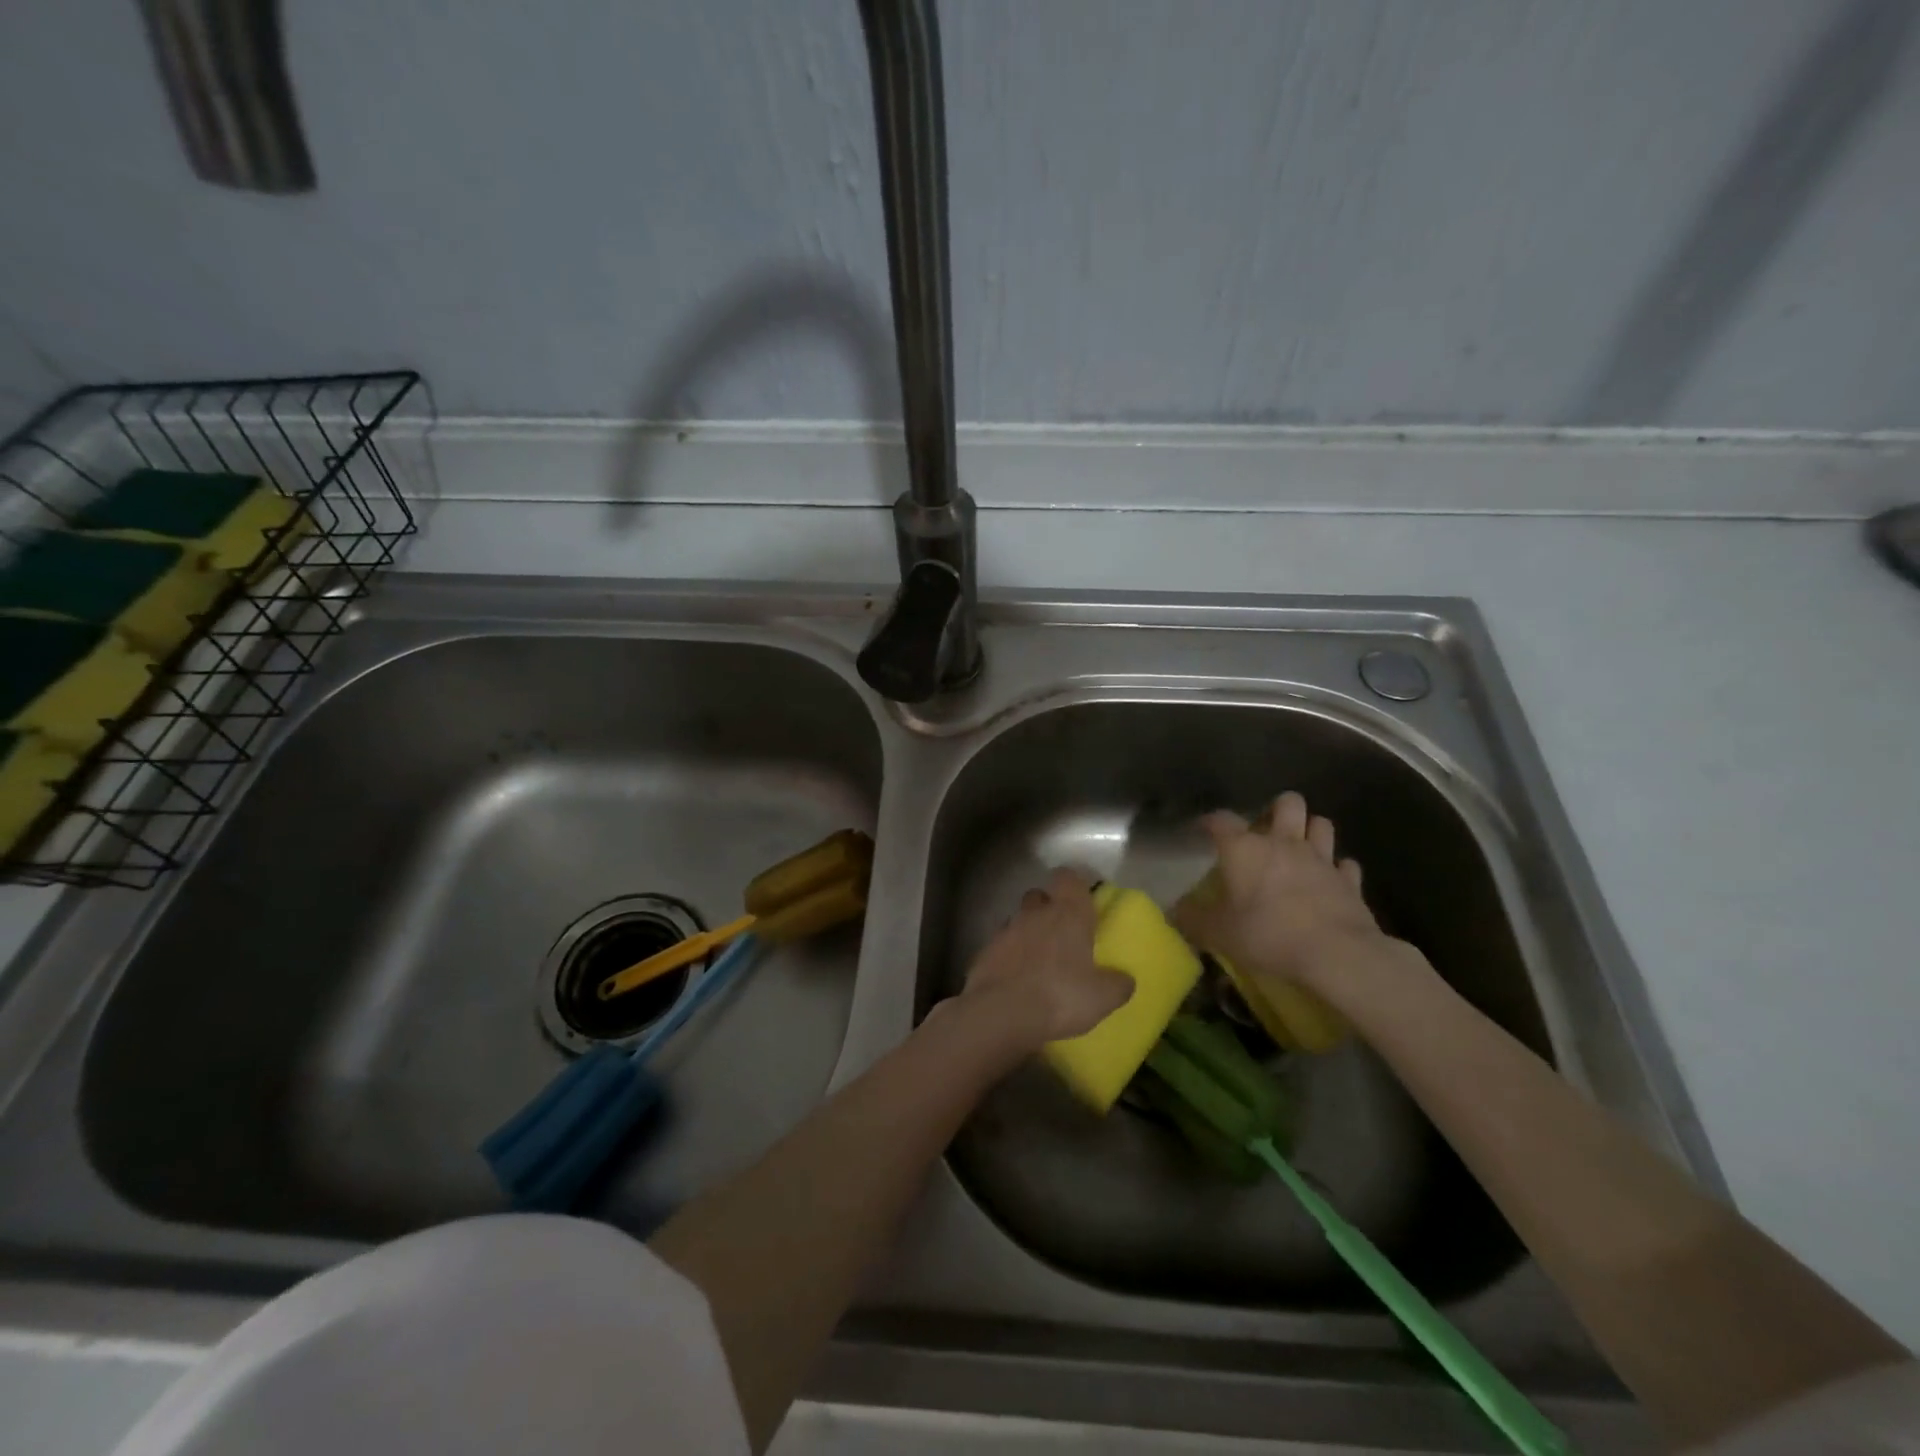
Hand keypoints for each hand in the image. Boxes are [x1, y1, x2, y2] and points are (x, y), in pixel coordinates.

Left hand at [960, 867, 1133, 1051]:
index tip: (1083, 902)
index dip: (1075, 885)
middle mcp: (1035, 913)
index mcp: (1068, 913)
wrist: (1000, 1013)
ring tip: (1039, 964)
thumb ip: (1118, 984)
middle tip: (1062, 936)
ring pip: (1019, 921)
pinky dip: (1009, 957)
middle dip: (1049, 909)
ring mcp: (1006, 930)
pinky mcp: (984, 951)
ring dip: (1028, 934)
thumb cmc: (1060, 995)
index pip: (1068, 877)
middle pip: (1040, 896)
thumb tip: (1125, 979)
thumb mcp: (1103, 997)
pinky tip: (1017, 981)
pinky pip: (1001, 947)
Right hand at [1171, 792, 1396, 997]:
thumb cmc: (1268, 934)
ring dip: (1310, 831)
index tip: (1203, 829)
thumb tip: (1173, 911)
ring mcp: (1322, 860)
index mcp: (1245, 849)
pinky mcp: (1349, 882)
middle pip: (1287, 803)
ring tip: (1300, 847)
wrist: (1336, 954)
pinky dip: (1337, 869)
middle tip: (1267, 831)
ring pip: (1321, 824)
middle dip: (1278, 810)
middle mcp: (1284, 843)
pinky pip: (1345, 865)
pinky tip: (1329, 880)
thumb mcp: (1218, 933)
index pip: (1222, 820)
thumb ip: (1193, 919)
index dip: (1210, 821)